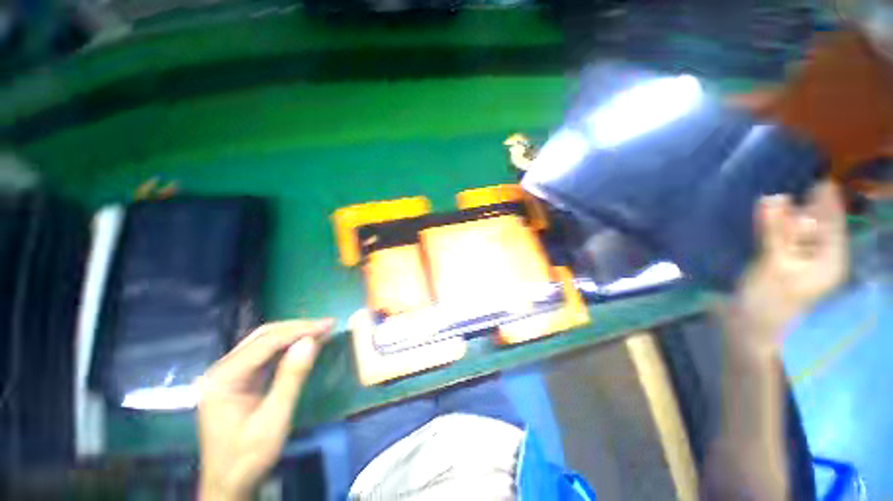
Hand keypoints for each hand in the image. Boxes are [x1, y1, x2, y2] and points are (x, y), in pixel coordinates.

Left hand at [198, 319, 333, 500]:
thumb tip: (311, 341)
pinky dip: (288, 346)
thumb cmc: (249, 456)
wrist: (229, 483)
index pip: (266, 342)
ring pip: (265, 341)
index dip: (300, 330)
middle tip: (327, 325)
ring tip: (321, 331)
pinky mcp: (239, 379)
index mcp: (224, 378)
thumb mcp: (274, 419)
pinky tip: (305, 344)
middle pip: (264, 336)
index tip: (328, 324)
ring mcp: (229, 373)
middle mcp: (223, 369)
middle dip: (298, 328)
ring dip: (294, 334)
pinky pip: (266, 354)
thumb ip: (292, 377)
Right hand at [728, 181, 847, 352]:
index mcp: (830, 260)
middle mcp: (820, 257)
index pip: (832, 222)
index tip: (818, 175)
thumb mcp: (774, 265)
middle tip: (792, 183)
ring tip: (775, 197)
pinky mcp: (782, 262)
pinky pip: (782, 237)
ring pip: (797, 230)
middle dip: (804, 206)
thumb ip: (775, 232)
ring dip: (786, 215)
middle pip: (816, 225)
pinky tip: (765, 214)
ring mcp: (800, 261)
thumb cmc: (768, 301)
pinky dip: (774, 226)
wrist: (749, 327)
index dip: (826, 199)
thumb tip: (772, 198)